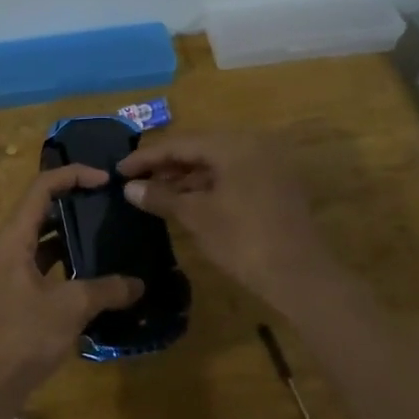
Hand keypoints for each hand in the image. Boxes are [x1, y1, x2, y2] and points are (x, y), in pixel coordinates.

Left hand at [0, 166, 144, 395]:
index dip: (73, 175)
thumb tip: (139, 283)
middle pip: (41, 209)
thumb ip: (106, 290)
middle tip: (110, 203)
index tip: (106, 180)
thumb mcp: (69, 308)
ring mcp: (10, 273)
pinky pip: (45, 265)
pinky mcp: (16, 295)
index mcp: (14, 240)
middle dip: (75, 201)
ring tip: (107, 232)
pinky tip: (94, 272)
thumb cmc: (22, 337)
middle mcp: (8, 249)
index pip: (41, 188)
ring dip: (72, 233)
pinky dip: (67, 261)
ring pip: (43, 239)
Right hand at [117, 133, 331, 310]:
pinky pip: (234, 175)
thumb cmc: (243, 240)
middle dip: (167, 166)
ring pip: (218, 162)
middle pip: (200, 148)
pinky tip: (187, 201)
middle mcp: (254, 145)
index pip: (181, 143)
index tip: (119, 170)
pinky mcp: (276, 184)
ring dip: (187, 176)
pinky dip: (209, 185)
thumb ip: (161, 197)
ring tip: (156, 193)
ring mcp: (269, 164)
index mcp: (234, 144)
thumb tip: (130, 188)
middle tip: (136, 181)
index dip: (147, 157)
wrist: (299, 275)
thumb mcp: (197, 216)